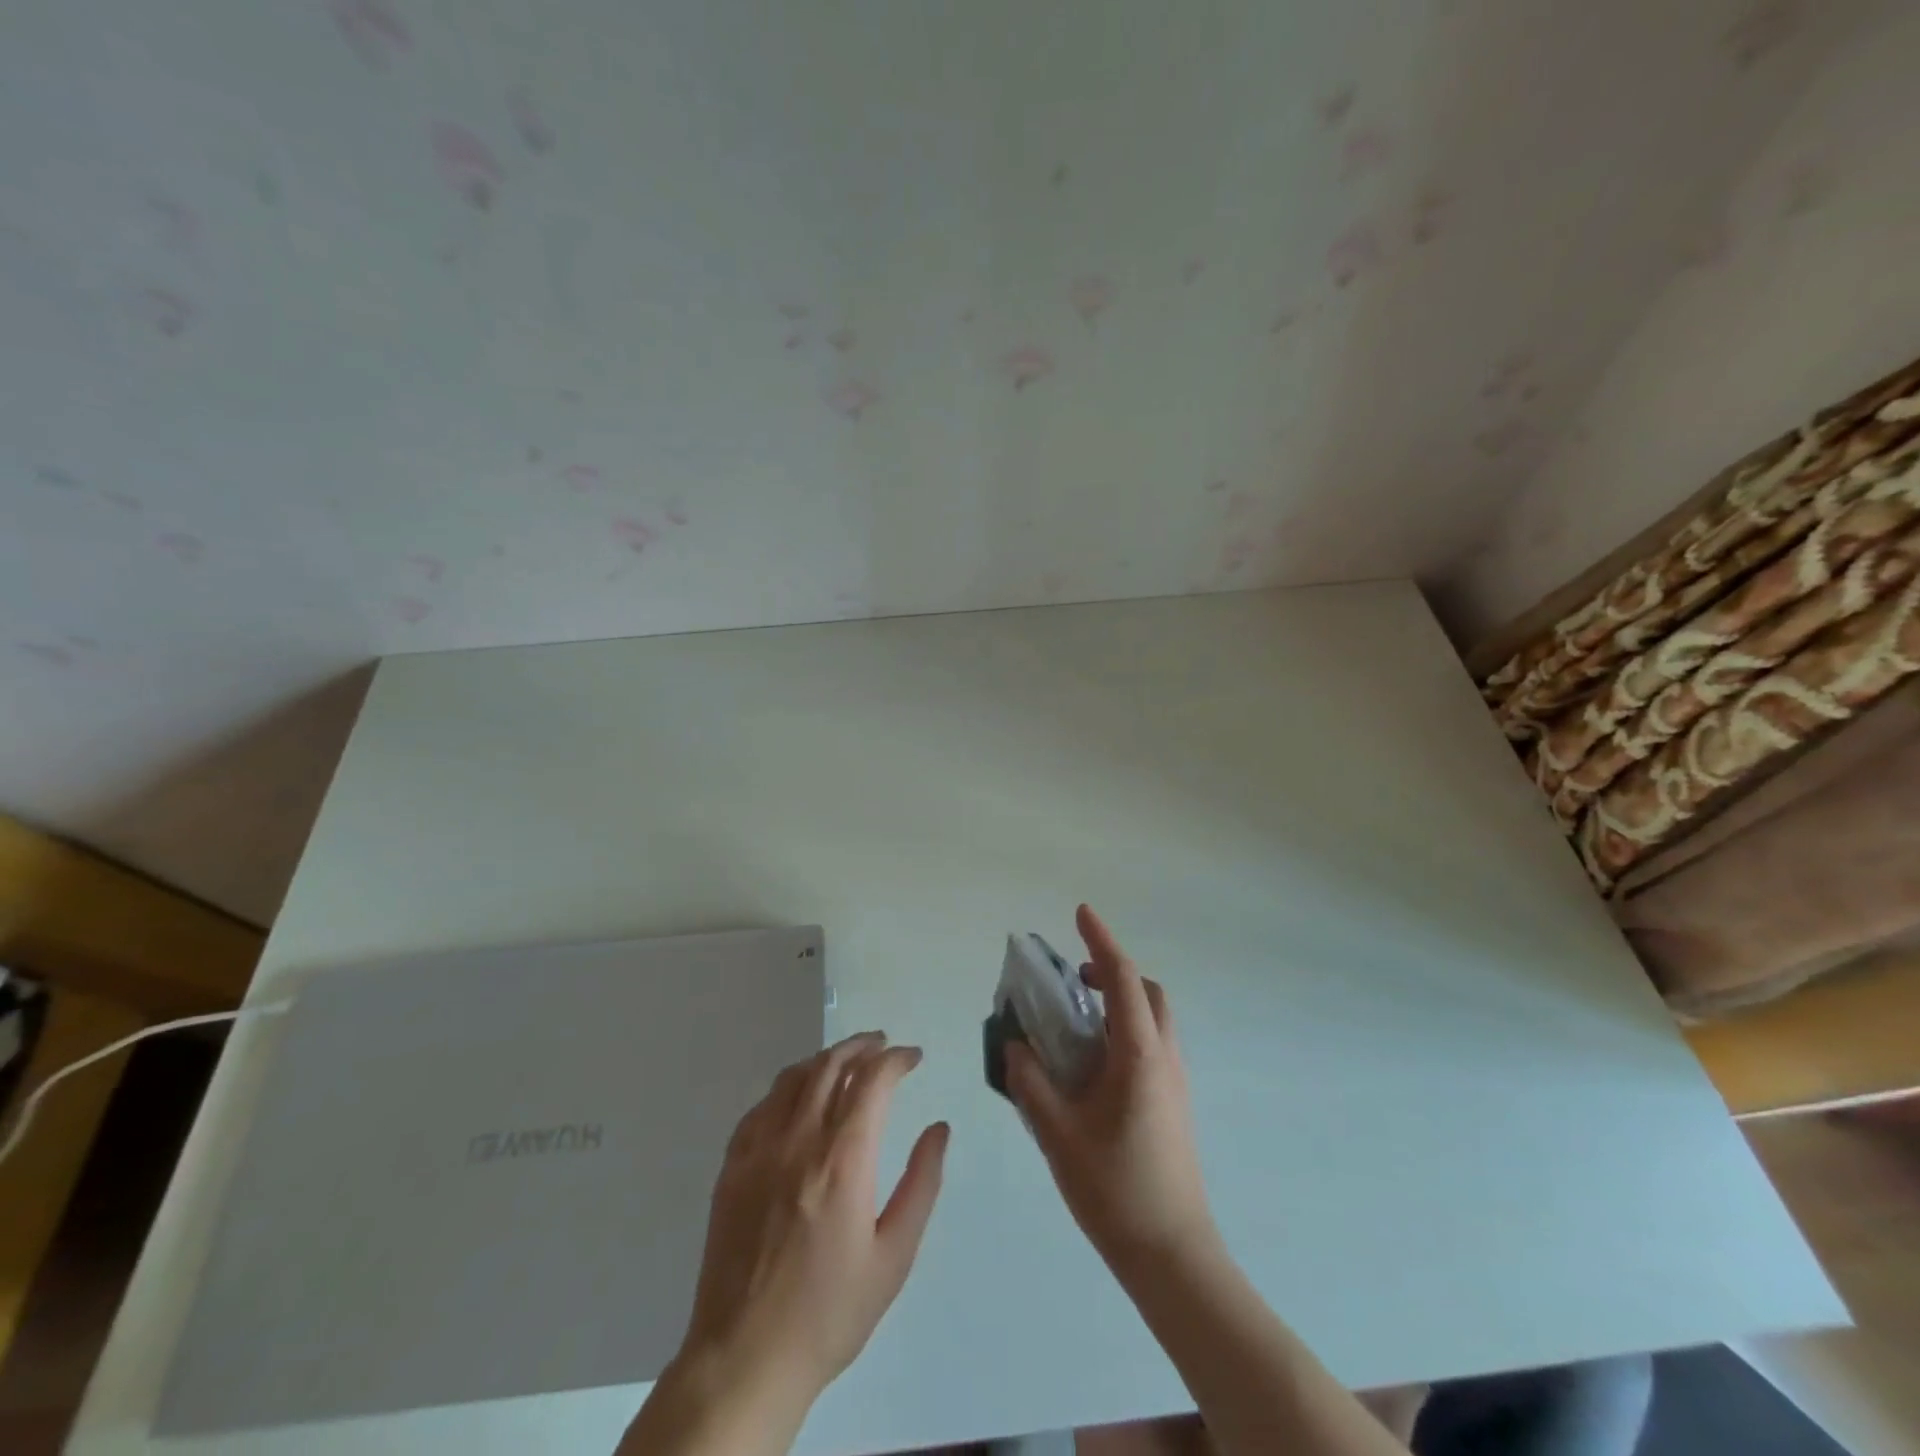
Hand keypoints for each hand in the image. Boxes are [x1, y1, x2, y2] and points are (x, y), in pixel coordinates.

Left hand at [673, 1032, 948, 1414]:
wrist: (745, 1359)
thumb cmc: (829, 1311)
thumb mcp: (893, 1256)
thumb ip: (921, 1184)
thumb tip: (939, 1129)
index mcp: (842, 1160)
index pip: (871, 1080)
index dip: (896, 1059)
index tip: (913, 1057)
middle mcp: (798, 1140)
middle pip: (831, 1066)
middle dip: (862, 1046)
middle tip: (883, 1045)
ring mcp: (759, 1149)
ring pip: (794, 1077)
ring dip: (826, 1059)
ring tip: (847, 1061)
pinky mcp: (732, 1165)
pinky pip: (763, 1105)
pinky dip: (789, 1087)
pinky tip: (799, 1097)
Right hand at [1007, 905, 1218, 1275]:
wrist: (1172, 1255)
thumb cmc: (1115, 1189)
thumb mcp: (1058, 1133)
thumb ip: (1031, 1082)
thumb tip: (1015, 1045)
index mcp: (1139, 1054)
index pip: (1123, 978)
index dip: (1101, 941)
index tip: (1080, 913)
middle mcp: (1164, 1057)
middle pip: (1148, 991)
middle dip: (1114, 970)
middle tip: (1075, 979)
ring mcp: (1175, 1081)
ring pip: (1154, 1018)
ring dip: (1121, 1000)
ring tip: (1077, 1019)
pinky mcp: (1174, 1103)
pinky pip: (1152, 1044)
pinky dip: (1125, 1029)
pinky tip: (1093, 1063)